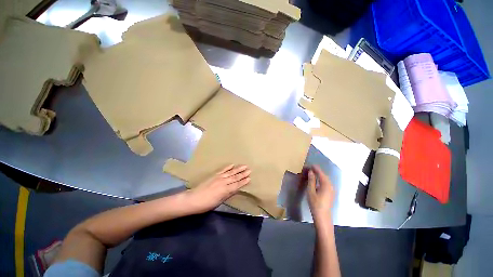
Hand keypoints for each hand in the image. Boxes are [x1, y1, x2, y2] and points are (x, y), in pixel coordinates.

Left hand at [184, 164, 250, 213]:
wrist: (193, 199)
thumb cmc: (206, 204)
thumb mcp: (219, 202)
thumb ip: (228, 194)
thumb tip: (235, 189)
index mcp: (225, 190)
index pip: (237, 185)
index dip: (243, 182)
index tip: (250, 178)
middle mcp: (223, 182)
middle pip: (235, 177)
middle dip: (243, 174)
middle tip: (249, 170)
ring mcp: (218, 177)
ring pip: (231, 172)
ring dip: (238, 169)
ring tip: (244, 166)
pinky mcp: (214, 175)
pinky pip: (222, 170)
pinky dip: (228, 167)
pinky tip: (232, 165)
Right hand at [307, 165, 334, 222]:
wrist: (322, 216)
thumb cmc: (315, 204)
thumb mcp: (311, 191)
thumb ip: (311, 180)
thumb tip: (311, 172)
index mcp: (326, 184)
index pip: (320, 173)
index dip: (314, 168)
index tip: (308, 165)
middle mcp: (330, 185)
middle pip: (323, 175)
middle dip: (316, 171)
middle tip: (308, 168)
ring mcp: (331, 189)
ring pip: (324, 179)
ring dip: (318, 175)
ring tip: (311, 173)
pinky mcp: (330, 193)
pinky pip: (325, 183)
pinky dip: (320, 179)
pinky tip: (316, 180)